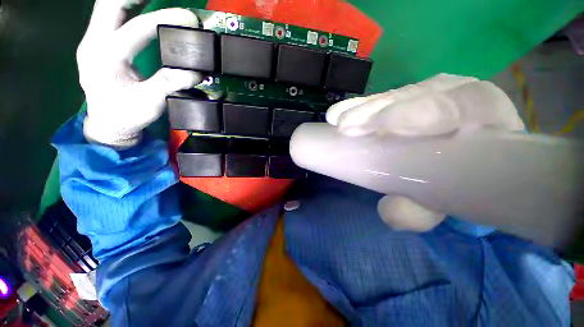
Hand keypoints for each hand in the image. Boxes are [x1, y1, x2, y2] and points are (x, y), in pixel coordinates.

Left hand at [77, 1, 201, 147]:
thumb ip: (169, 84)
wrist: (108, 124)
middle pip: (110, 3)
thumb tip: (194, 71)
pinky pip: (109, 15)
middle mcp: (94, 43)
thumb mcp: (151, 103)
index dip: (166, 19)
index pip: (138, 28)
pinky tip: (141, 7)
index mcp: (106, 58)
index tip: (190, 18)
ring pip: (107, 6)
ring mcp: (92, 41)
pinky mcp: (96, 43)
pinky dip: (126, 7)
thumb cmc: (127, 116)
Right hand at [292, 74, 524, 231]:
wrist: (463, 168)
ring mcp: (431, 94)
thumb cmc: (459, 184)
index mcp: (487, 120)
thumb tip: (391, 212)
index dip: (421, 112)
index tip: (382, 127)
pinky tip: (340, 114)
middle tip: (345, 127)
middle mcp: (460, 97)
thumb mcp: (443, 203)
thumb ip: (423, 211)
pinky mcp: (408, 99)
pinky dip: (361, 107)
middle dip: (379, 110)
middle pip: (420, 94)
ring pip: (397, 95)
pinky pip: (383, 99)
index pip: (462, 104)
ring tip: (338, 120)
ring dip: (365, 108)